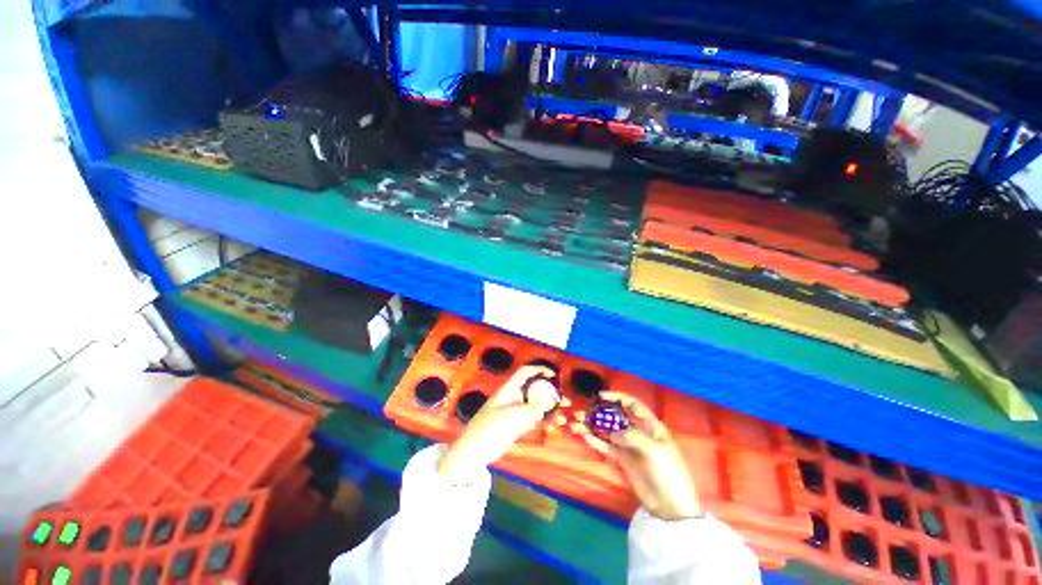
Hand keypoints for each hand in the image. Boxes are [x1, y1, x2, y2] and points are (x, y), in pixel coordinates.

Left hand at [438, 365, 569, 484]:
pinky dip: (543, 419)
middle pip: (534, 388)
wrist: (473, 452)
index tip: (554, 375)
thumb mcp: (512, 417)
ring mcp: (515, 411)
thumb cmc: (487, 430)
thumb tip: (549, 398)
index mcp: (508, 390)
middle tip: (564, 398)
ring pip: (535, 404)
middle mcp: (513, 397)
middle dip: (550, 391)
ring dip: (549, 407)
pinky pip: (533, 418)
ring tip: (563, 412)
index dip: (539, 370)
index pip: (526, 372)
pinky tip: (553, 424)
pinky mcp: (516, 425)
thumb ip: (532, 408)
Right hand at [572, 391, 701, 520]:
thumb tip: (613, 434)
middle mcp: (637, 432)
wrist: (670, 506)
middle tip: (581, 411)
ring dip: (592, 426)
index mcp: (650, 425)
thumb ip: (632, 437)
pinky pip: (605, 446)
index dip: (617, 397)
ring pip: (607, 431)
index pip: (632, 405)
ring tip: (575, 423)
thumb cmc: (668, 472)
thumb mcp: (654, 450)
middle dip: (598, 412)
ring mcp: (628, 446)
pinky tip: (584, 435)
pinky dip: (594, 440)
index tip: (601, 396)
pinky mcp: (621, 459)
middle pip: (615, 417)